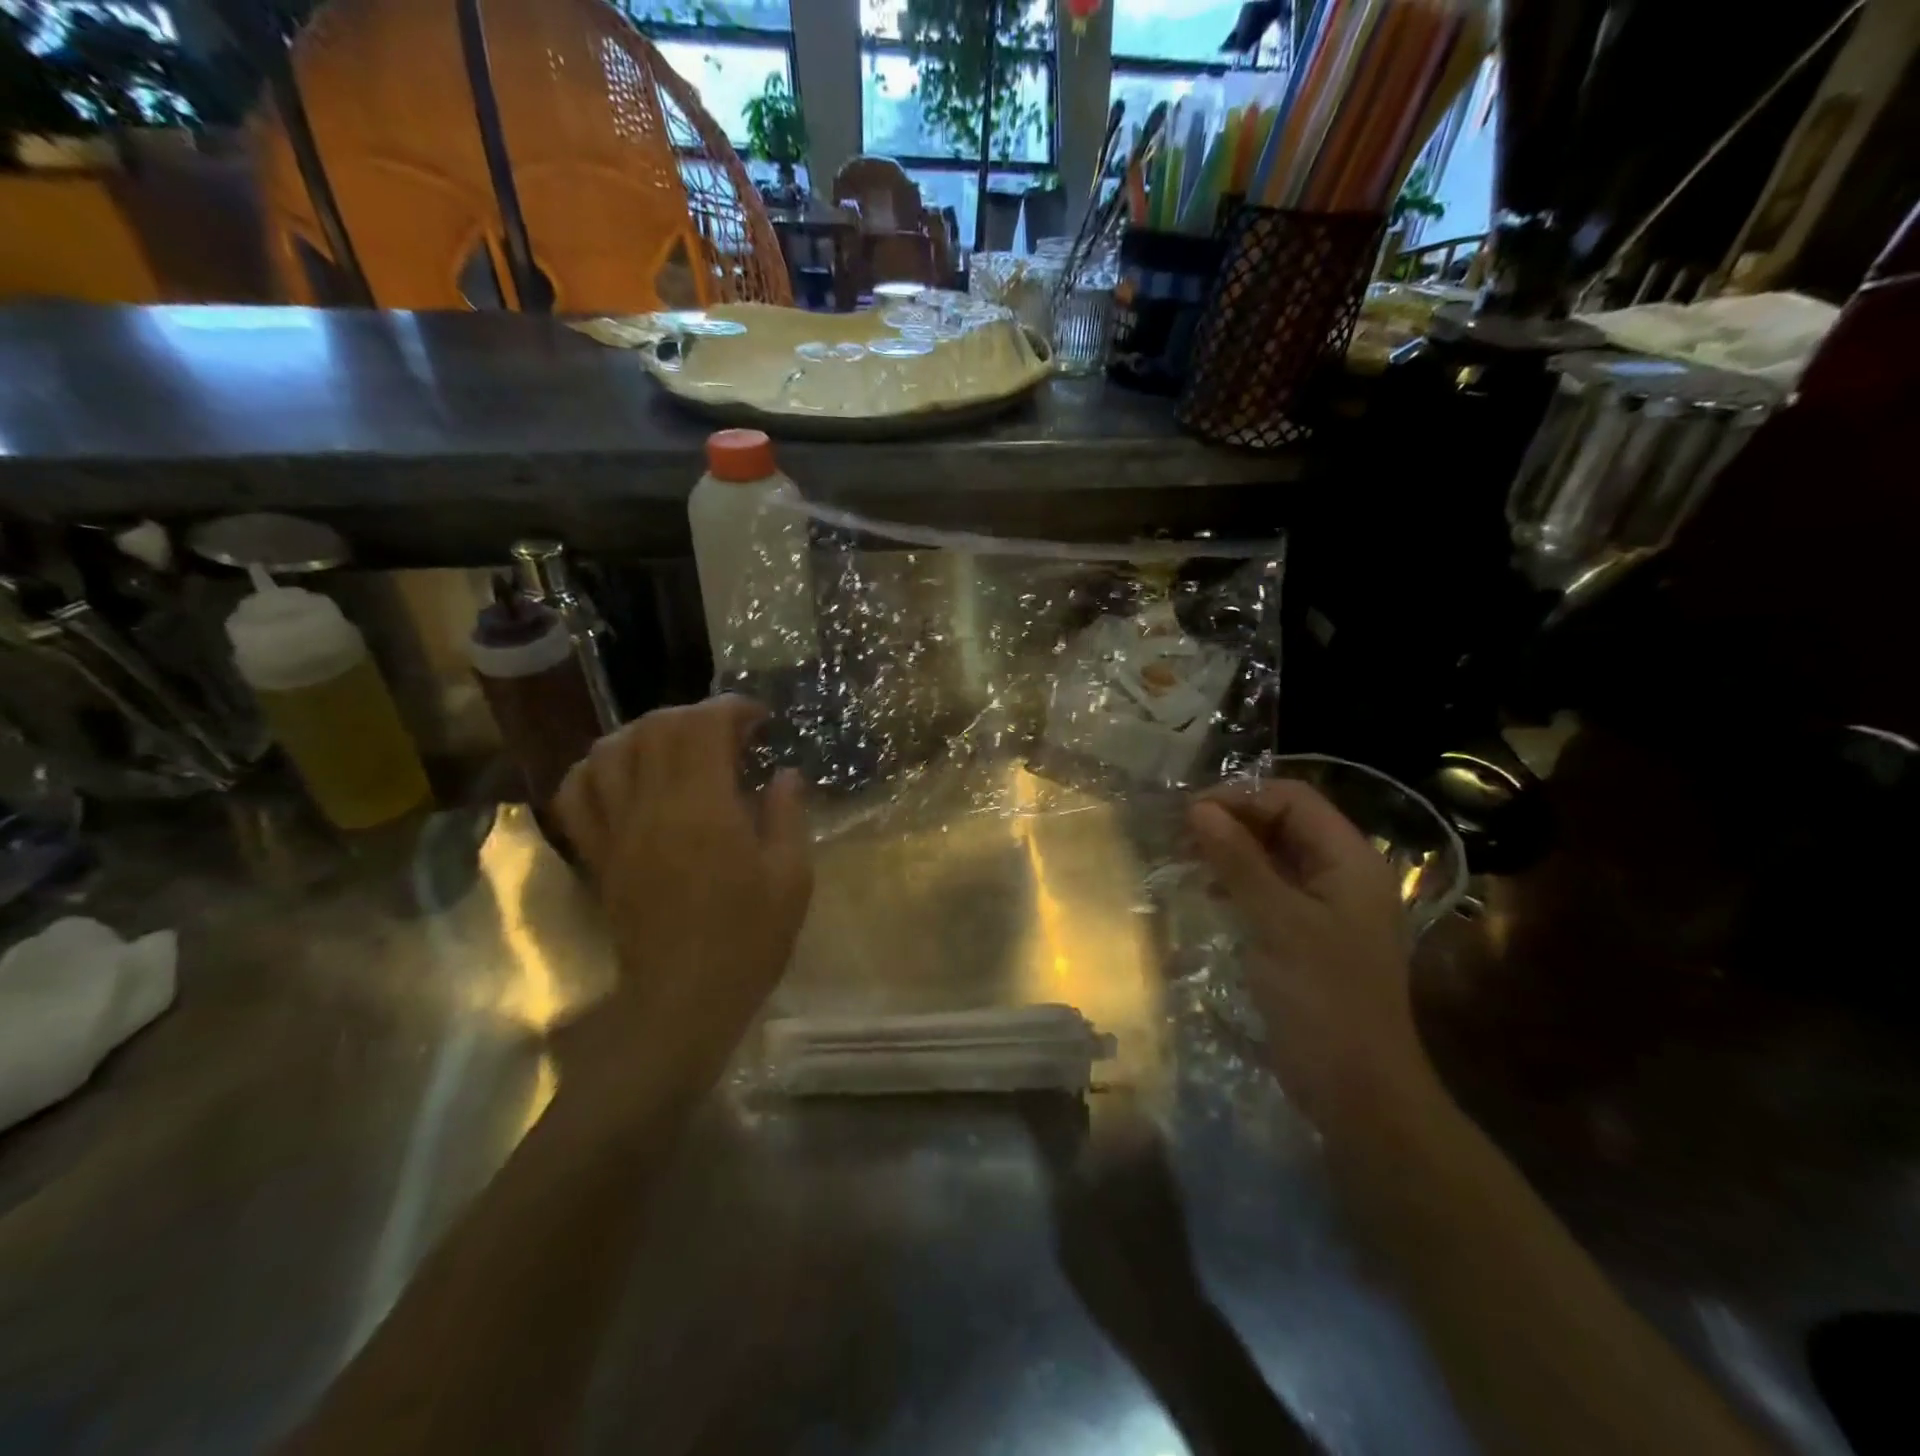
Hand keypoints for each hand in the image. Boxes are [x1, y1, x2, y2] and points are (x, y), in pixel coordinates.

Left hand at [554, 696, 812, 1091]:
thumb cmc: (749, 939)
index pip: (703, 727)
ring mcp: (616, 829)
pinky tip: (622, 772)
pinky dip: (595, 769)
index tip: (759, 718)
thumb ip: (788, 815)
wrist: (684, 999)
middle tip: (727, 732)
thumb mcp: (791, 878)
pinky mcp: (597, 854)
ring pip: (610, 751)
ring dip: (644, 732)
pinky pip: (576, 794)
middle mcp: (651, 807)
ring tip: (675, 744)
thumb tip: (785, 774)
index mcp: (703, 808)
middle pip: (656, 729)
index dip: (731, 709)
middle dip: (694, 715)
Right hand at [1188, 780, 1432, 1119]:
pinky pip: (1271, 888)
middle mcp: (1342, 873)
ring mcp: (1326, 906)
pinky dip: (1239, 880)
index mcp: (1350, 860)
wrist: (1358, 1090)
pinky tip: (1208, 889)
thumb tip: (1198, 809)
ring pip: (1274, 855)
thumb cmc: (1322, 999)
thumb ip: (1238, 861)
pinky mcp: (1308, 933)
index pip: (1293, 799)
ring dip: (1232, 850)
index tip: (1190, 814)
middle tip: (1180, 835)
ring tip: (1186, 856)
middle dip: (1233, 821)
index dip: (1242, 797)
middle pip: (1284, 823)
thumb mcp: (1276, 922)